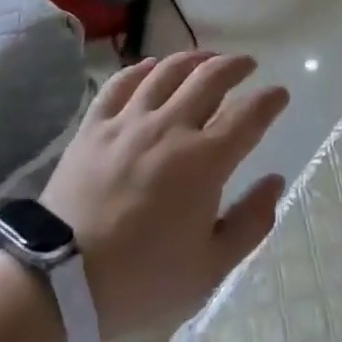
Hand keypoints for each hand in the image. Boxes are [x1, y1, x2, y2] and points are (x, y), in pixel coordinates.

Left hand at [41, 53, 287, 339]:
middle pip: (210, 78)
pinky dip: (142, 68)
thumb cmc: (144, 279)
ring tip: (206, 58)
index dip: (269, 100)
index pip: (249, 115)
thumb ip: (251, 222)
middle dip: (235, 66)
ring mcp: (129, 122)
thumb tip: (275, 182)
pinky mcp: (94, 127)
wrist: (62, 282)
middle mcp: (170, 128)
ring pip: (167, 72)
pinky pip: (121, 83)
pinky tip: (152, 66)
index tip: (280, 94)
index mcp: (205, 161)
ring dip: (194, 59)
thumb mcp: (211, 267)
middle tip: (247, 64)